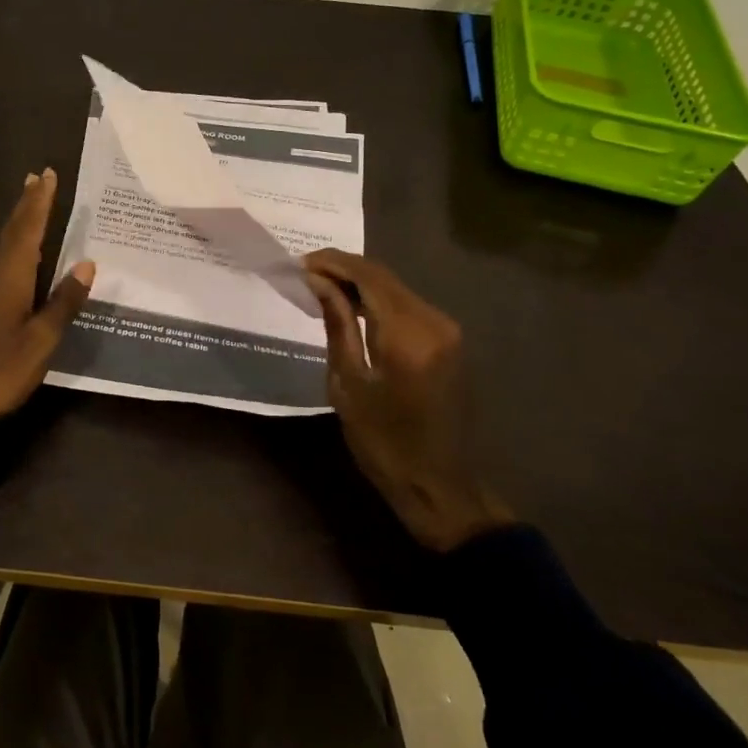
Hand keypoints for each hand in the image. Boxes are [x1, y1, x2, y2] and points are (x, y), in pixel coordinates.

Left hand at [0, 168, 95, 428]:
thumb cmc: (1, 369)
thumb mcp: (42, 339)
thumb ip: (64, 302)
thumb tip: (87, 264)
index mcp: (12, 277)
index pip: (29, 229)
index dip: (39, 202)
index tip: (47, 174)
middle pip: (13, 231)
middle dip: (27, 204)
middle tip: (37, 178)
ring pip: (6, 245)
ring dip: (20, 222)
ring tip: (31, 204)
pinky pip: (4, 262)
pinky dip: (16, 246)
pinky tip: (22, 255)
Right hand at [303, 249, 511, 551]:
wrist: (437, 484)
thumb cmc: (383, 442)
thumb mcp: (348, 384)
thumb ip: (337, 325)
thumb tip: (318, 282)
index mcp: (408, 335)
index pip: (368, 276)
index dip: (332, 263)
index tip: (298, 264)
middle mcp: (434, 322)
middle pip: (383, 276)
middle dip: (343, 268)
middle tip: (304, 273)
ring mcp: (446, 329)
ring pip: (395, 287)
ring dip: (359, 282)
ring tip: (320, 287)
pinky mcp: (448, 340)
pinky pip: (407, 304)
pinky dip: (377, 299)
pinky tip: (351, 306)